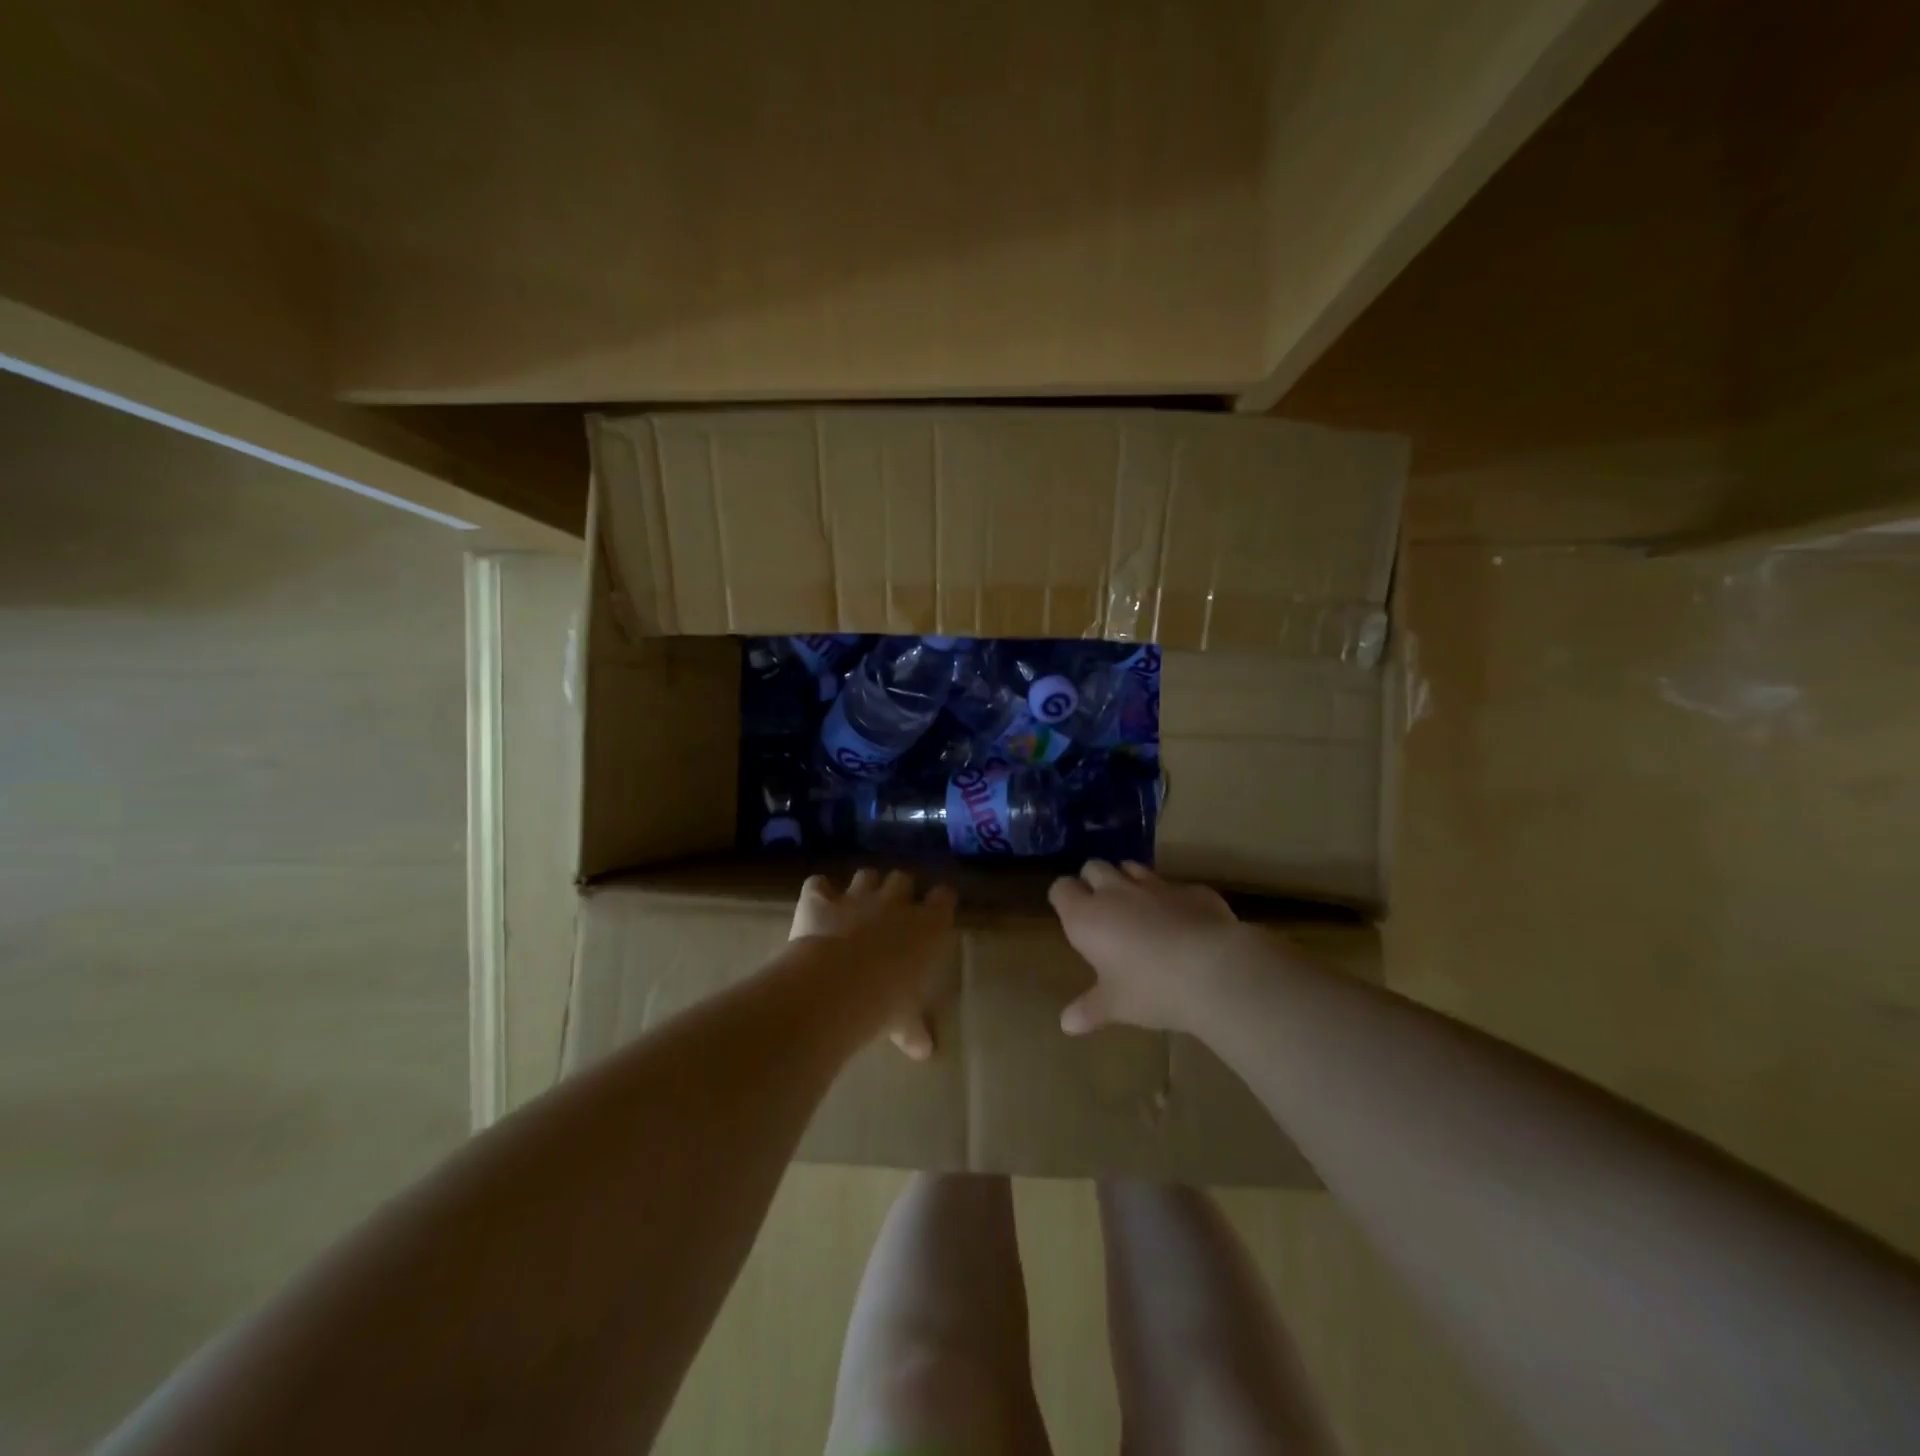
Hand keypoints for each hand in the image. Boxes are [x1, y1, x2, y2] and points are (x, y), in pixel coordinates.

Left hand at [791, 869, 956, 1059]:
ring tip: (858, 904)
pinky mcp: (820, 900)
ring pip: (866, 874)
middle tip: (894, 910)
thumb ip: (915, 1029)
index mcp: (928, 925)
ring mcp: (856, 897)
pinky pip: (818, 884)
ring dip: (863, 886)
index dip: (939, 902)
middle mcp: (895, 902)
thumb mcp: (906, 1021)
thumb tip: (925, 1050)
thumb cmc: (886, 1003)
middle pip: (903, 878)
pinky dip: (818, 891)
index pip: (944, 897)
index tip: (937, 912)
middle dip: (899, 890)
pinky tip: (817, 904)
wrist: (836, 986)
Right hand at [1049, 860, 1244, 1034]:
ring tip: (1137, 906)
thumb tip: (1066, 1025)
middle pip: (1094, 867)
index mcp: (1087, 917)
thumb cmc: (1150, 989)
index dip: (1064, 897)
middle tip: (1101, 907)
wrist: (1213, 970)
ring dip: (1128, 880)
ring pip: (1132, 867)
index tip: (1069, 913)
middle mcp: (1115, 892)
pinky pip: (1174, 885)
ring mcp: (1155, 885)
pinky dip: (1171, 898)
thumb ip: (1089, 1010)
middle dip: (1093, 880)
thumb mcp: (1115, 1006)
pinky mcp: (1191, 889)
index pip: (1061, 888)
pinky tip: (1182, 920)